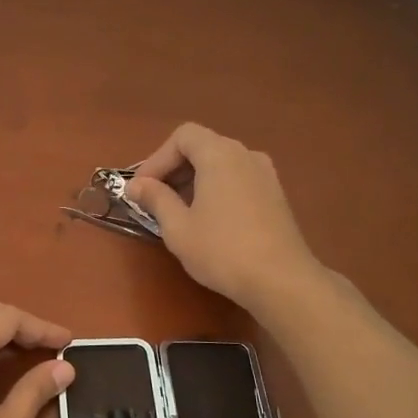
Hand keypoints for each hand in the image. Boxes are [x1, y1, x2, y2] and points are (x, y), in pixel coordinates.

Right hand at [124, 123, 318, 312]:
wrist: (281, 280)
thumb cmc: (222, 250)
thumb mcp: (178, 227)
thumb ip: (156, 199)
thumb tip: (136, 186)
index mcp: (220, 155)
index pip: (183, 136)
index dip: (157, 159)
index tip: (142, 188)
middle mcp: (245, 155)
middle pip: (202, 147)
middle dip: (174, 169)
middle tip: (154, 200)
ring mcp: (265, 174)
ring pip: (221, 164)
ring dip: (194, 180)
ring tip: (178, 211)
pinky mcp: (275, 195)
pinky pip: (237, 179)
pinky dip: (216, 189)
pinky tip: (208, 220)